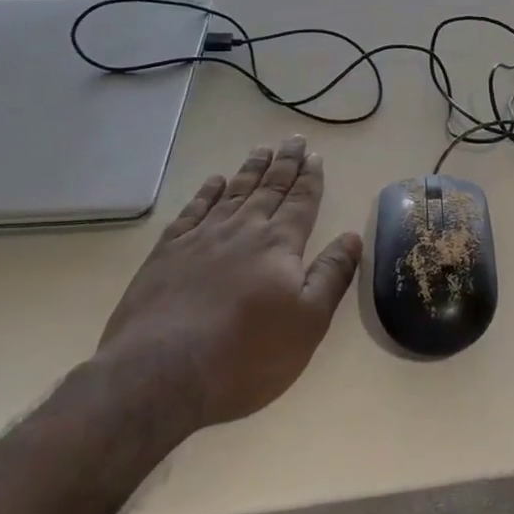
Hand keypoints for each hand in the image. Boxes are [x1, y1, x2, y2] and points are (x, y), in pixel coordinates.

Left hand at [94, 136, 362, 432]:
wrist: (161, 373)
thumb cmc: (245, 354)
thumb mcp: (308, 323)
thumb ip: (331, 275)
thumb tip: (352, 236)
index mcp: (279, 244)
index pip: (301, 201)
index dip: (310, 178)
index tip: (315, 156)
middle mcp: (243, 230)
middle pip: (269, 188)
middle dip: (285, 163)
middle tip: (294, 139)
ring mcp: (202, 238)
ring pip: (234, 192)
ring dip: (251, 169)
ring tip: (262, 149)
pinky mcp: (168, 252)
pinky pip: (193, 210)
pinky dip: (206, 192)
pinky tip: (214, 182)